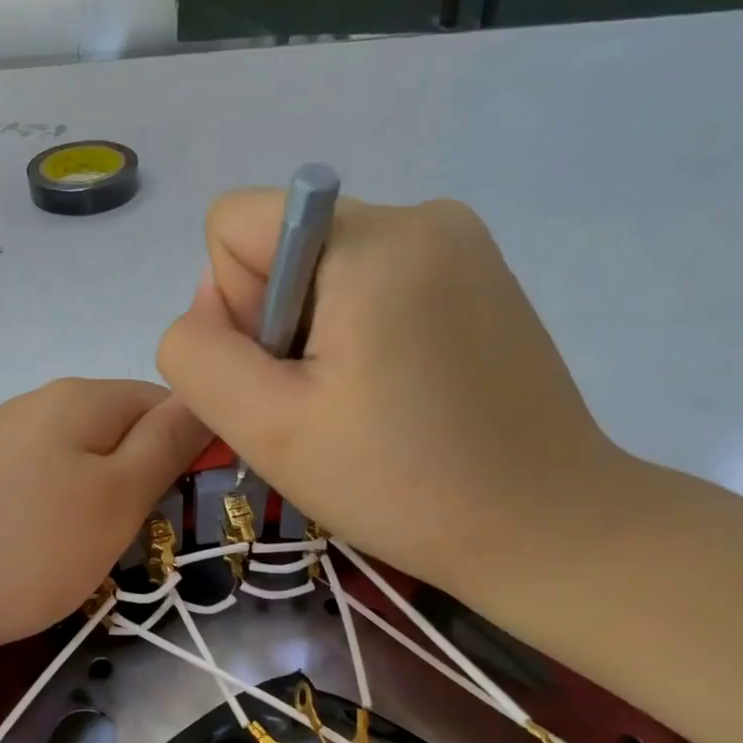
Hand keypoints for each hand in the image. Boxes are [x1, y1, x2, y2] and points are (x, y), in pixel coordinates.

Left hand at [0, 379, 210, 659]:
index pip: (163, 402)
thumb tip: (203, 398)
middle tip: (134, 546)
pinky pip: (27, 497)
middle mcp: (33, 408)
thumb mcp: (114, 499)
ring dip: (90, 514)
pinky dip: (43, 530)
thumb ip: (165, 446)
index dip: (190, 450)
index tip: (189, 508)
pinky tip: (26, 566)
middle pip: (115, 437)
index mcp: (80, 399)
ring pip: (71, 472)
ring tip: (80, 565)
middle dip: (137, 488)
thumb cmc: (20, 547)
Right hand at [157, 192, 635, 603]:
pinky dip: (363, 339)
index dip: (234, 309)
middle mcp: (420, 215)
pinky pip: (376, 287)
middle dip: (279, 328)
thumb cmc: (400, 483)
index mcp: (369, 239)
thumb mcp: (267, 427)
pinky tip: (398, 397)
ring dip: (318, 339)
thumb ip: (199, 354)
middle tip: (326, 406)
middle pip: (282, 249)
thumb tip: (209, 306)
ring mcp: (461, 244)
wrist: (544, 526)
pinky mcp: (481, 280)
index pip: (233, 224)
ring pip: (324, 273)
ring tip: (365, 408)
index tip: (288, 377)